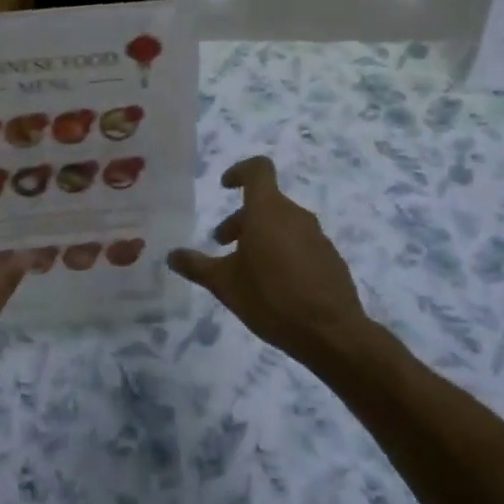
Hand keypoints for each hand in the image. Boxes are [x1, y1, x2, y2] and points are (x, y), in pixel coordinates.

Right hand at [168, 157, 370, 360]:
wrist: (332, 333)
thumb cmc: (272, 299)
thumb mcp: (225, 284)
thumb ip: (196, 266)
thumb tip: (171, 256)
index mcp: (268, 210)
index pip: (258, 169)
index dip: (239, 171)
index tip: (224, 187)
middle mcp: (295, 215)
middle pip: (265, 202)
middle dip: (241, 218)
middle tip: (222, 244)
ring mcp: (317, 236)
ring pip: (282, 223)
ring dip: (261, 236)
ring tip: (247, 269)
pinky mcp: (330, 258)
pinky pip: (300, 243)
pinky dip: (283, 251)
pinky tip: (275, 285)